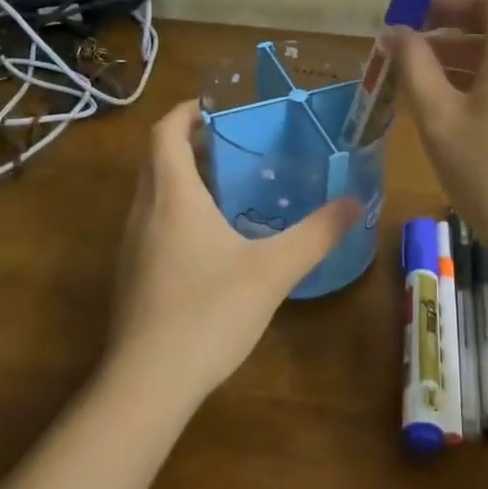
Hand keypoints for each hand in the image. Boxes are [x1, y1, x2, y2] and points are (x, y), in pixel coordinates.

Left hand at [107, 100, 357, 406]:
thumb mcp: (273, 271)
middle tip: (234, 143)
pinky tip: (211, 242)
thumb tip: (355, 203)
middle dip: (190, 143)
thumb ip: (316, 235)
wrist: (148, 384)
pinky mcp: (132, 276)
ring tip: (228, 187)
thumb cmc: (209, 312)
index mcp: (173, 196)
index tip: (216, 104)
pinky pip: (153, 225)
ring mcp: (132, 246)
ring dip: (183, 179)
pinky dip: (177, 213)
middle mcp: (144, 212)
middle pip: (158, 159)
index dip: (186, 111)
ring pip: (153, 194)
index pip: (166, 132)